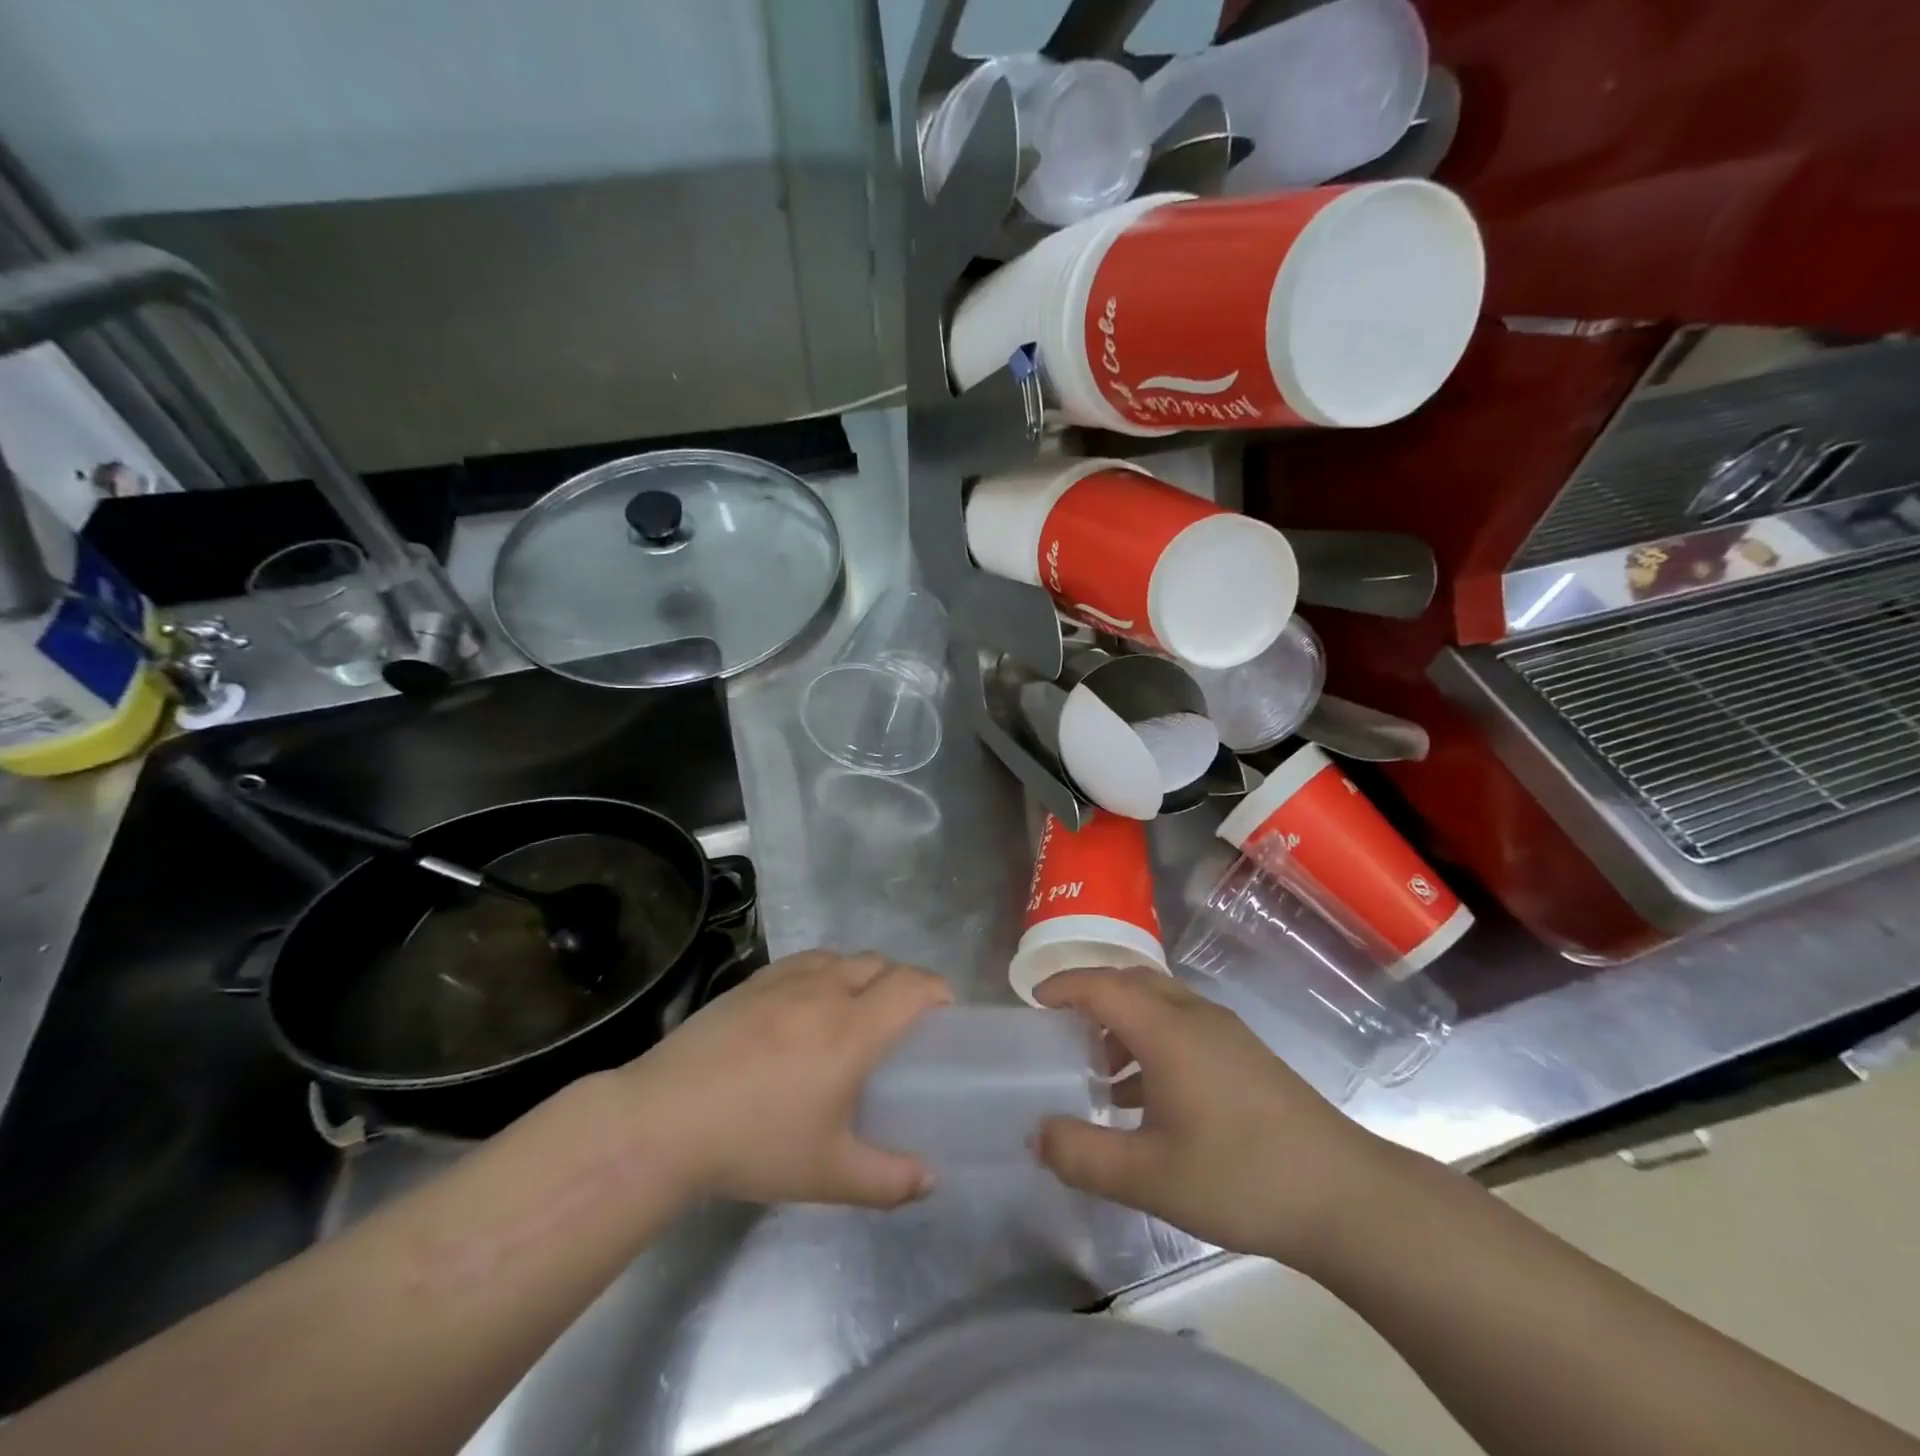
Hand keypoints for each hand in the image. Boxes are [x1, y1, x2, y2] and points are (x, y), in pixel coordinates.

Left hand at [619, 950, 951, 1208]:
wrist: (665, 1120)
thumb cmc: (755, 1143)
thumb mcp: (829, 1174)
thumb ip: (889, 1179)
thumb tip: (930, 1180)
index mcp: (854, 1029)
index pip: (913, 986)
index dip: (937, 991)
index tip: (944, 1014)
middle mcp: (827, 991)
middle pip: (881, 964)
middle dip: (902, 982)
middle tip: (901, 1021)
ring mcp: (786, 981)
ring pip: (843, 957)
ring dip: (863, 974)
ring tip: (855, 1010)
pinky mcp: (752, 981)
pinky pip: (806, 961)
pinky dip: (824, 971)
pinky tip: (807, 1004)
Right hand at [1034, 968, 1400, 1269]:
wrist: (1345, 1196)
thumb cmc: (1238, 1176)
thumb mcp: (1148, 1176)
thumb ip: (1083, 1154)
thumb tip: (1037, 1133)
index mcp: (1166, 1028)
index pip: (1102, 984)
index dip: (1064, 987)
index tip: (1033, 1002)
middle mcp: (1195, 1015)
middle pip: (1132, 981)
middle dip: (1092, 996)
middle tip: (1061, 1030)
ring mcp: (1226, 1032)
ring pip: (1160, 1002)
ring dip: (1123, 1020)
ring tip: (1099, 1071)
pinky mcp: (1246, 1054)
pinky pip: (1183, 1024)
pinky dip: (1151, 1039)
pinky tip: (1148, 1095)